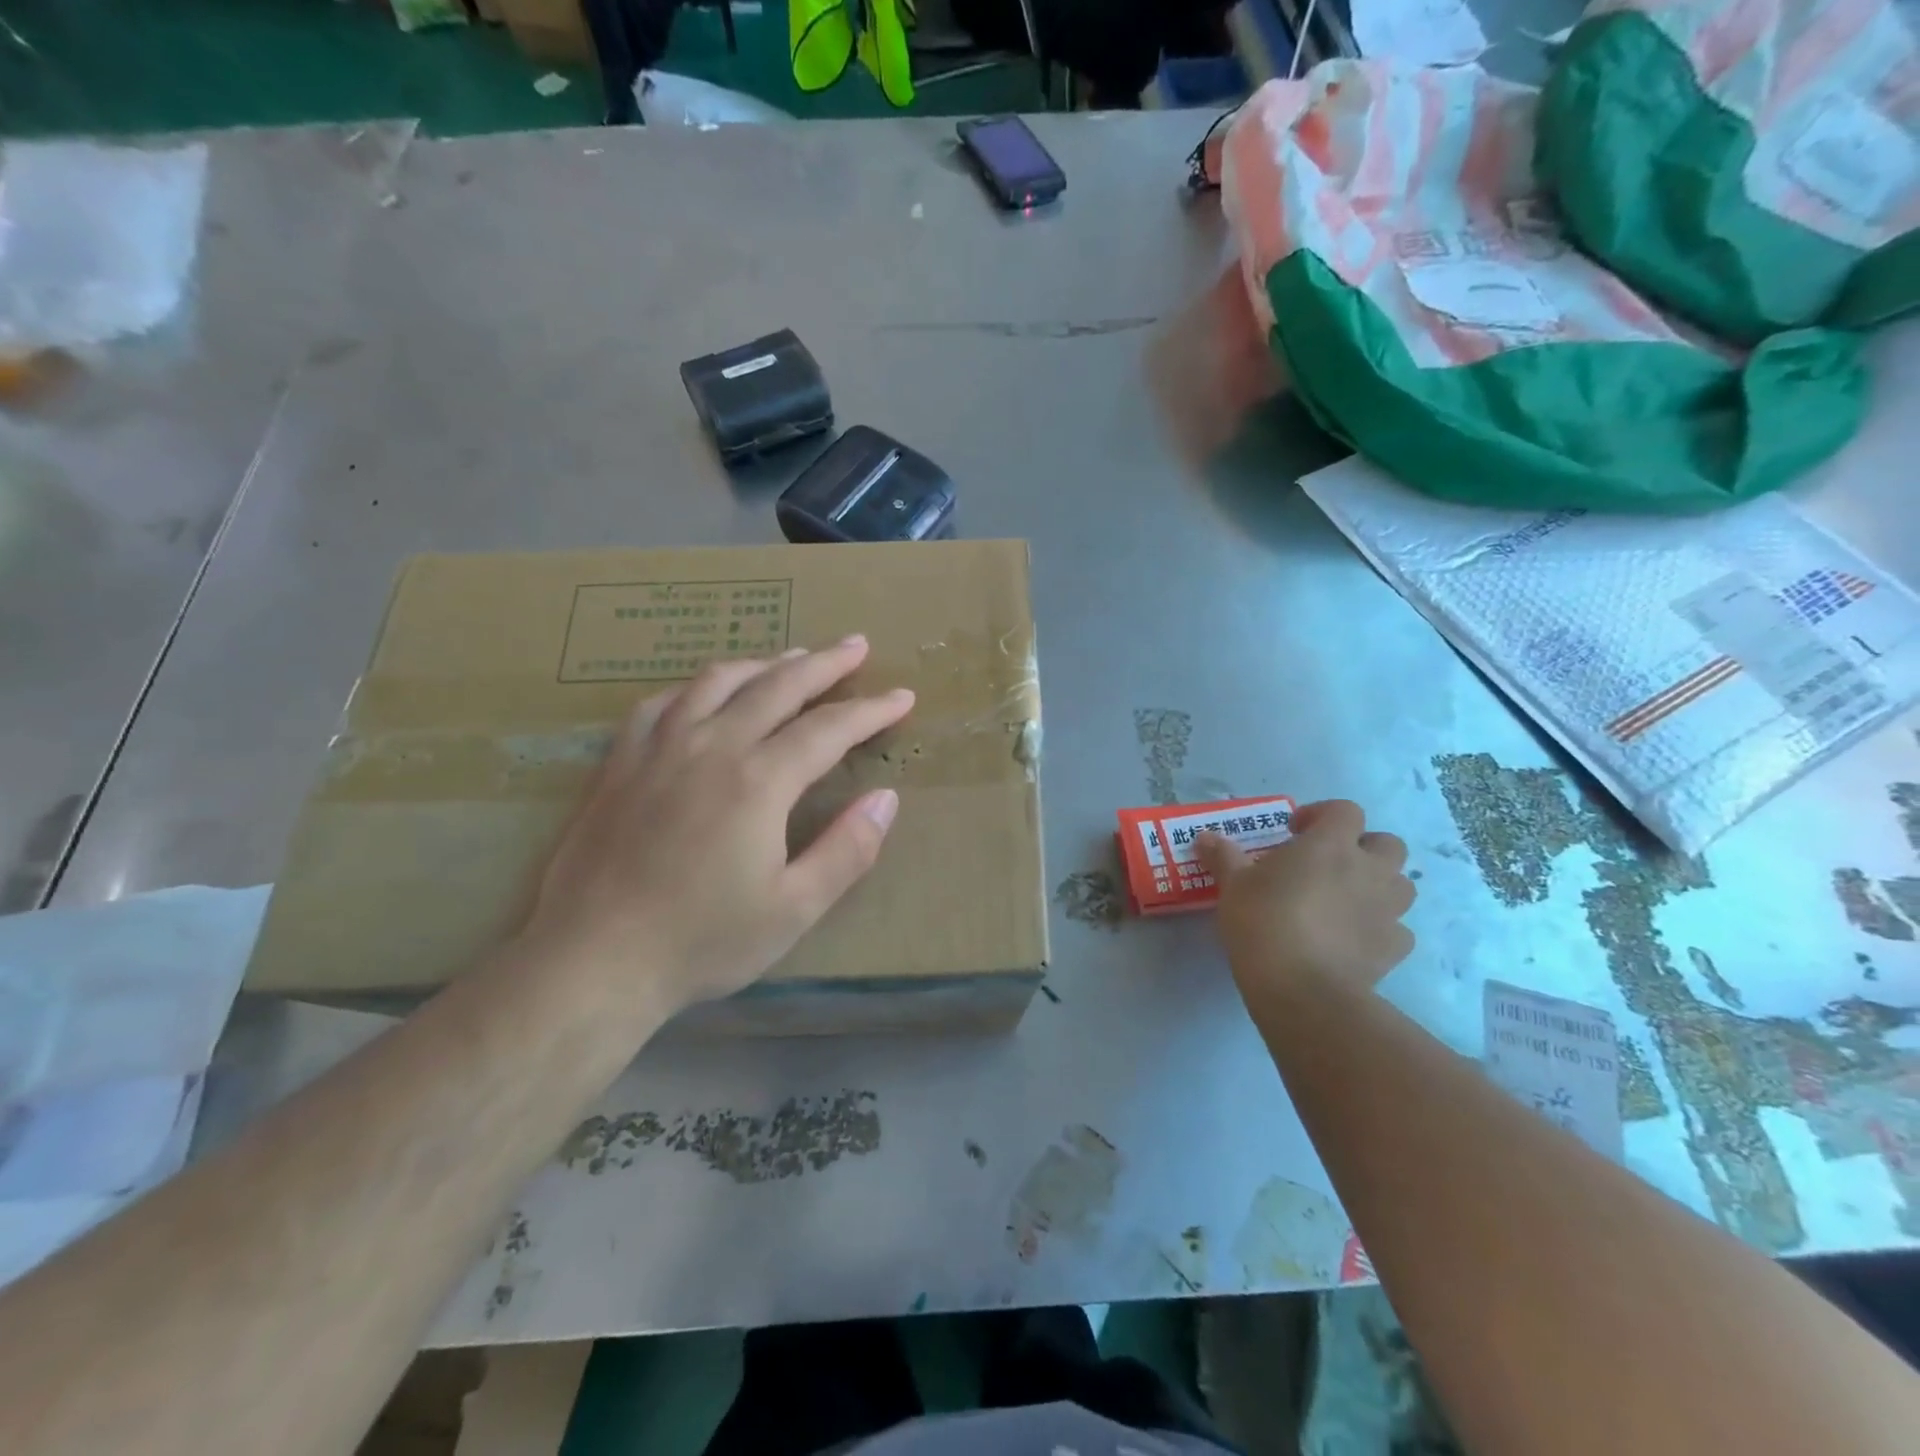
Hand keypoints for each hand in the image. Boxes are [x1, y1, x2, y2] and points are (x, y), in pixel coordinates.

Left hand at [520, 636, 913, 1012]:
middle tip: (856, 646)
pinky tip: (705, 692)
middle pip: (777, 686)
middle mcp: (710, 747)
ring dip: (764, 663)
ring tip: (792, 657)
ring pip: (718, 682)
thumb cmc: (701, 941)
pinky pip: (662, 702)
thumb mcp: (793, 909)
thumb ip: (847, 850)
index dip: (870, 710)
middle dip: (824, 663)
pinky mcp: (619, 763)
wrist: (592, 961)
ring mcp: (658, 749)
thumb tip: (886, 798)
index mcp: (758, 781)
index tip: (902, 696)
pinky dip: (696, 687)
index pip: (828, 728)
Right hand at [1198, 799, 1415, 1015]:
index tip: (1295, 832)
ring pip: (1402, 884)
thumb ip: (1223, 856)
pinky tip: (1354, 938)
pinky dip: (1381, 928)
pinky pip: (1397, 929)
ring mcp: (1388, 910)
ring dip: (1379, 885)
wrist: (1302, 989)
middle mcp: (1368, 870)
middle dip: (1363, 848)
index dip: (1322, 814)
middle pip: (1388, 844)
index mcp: (1331, 845)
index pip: (1345, 810)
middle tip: (1329, 864)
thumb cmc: (1264, 921)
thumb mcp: (1233, 885)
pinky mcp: (1394, 948)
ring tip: (1345, 900)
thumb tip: (1205, 837)